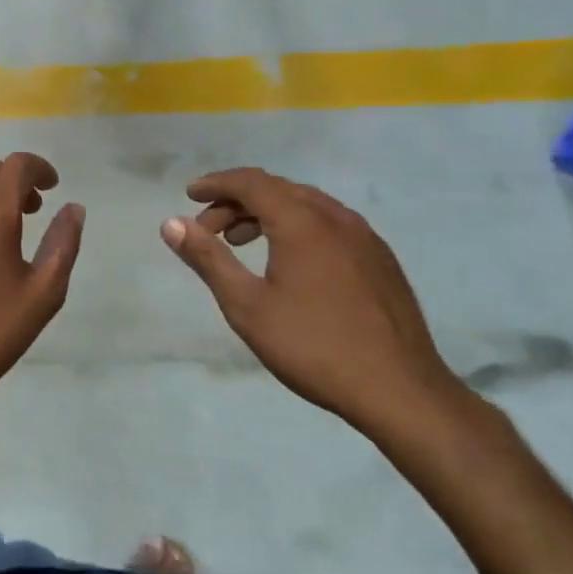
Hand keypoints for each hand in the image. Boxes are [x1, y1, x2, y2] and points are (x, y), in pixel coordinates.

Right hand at [161, 167, 465, 439]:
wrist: (401, 391)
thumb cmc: (313, 346)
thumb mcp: (246, 305)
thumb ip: (208, 258)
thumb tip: (171, 223)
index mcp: (302, 222)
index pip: (251, 182)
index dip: (216, 184)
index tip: (189, 195)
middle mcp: (336, 218)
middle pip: (278, 189)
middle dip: (237, 201)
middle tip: (209, 230)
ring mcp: (365, 237)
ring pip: (306, 205)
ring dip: (267, 214)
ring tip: (241, 243)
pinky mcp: (381, 259)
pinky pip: (329, 224)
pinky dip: (296, 227)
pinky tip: (288, 261)